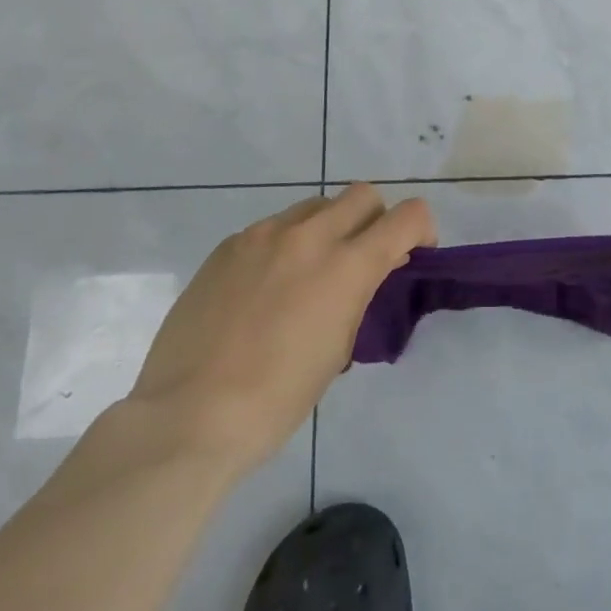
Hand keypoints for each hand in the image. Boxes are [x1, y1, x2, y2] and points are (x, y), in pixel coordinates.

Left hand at [130, 185, 435, 479]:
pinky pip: (272, 228)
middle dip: (375, 220)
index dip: (421, 229)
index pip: (407, 216)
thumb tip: (369, 270)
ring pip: (315, 206)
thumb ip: (360, 295)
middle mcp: (308, 236)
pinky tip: (265, 289)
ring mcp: (262, 236)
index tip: (413, 253)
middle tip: (362, 258)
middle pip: (362, 195)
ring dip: (328, 228)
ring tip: (309, 273)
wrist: (189, 415)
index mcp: (346, 266)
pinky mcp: (228, 246)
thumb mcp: (338, 348)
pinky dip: (285, 245)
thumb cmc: (277, 399)